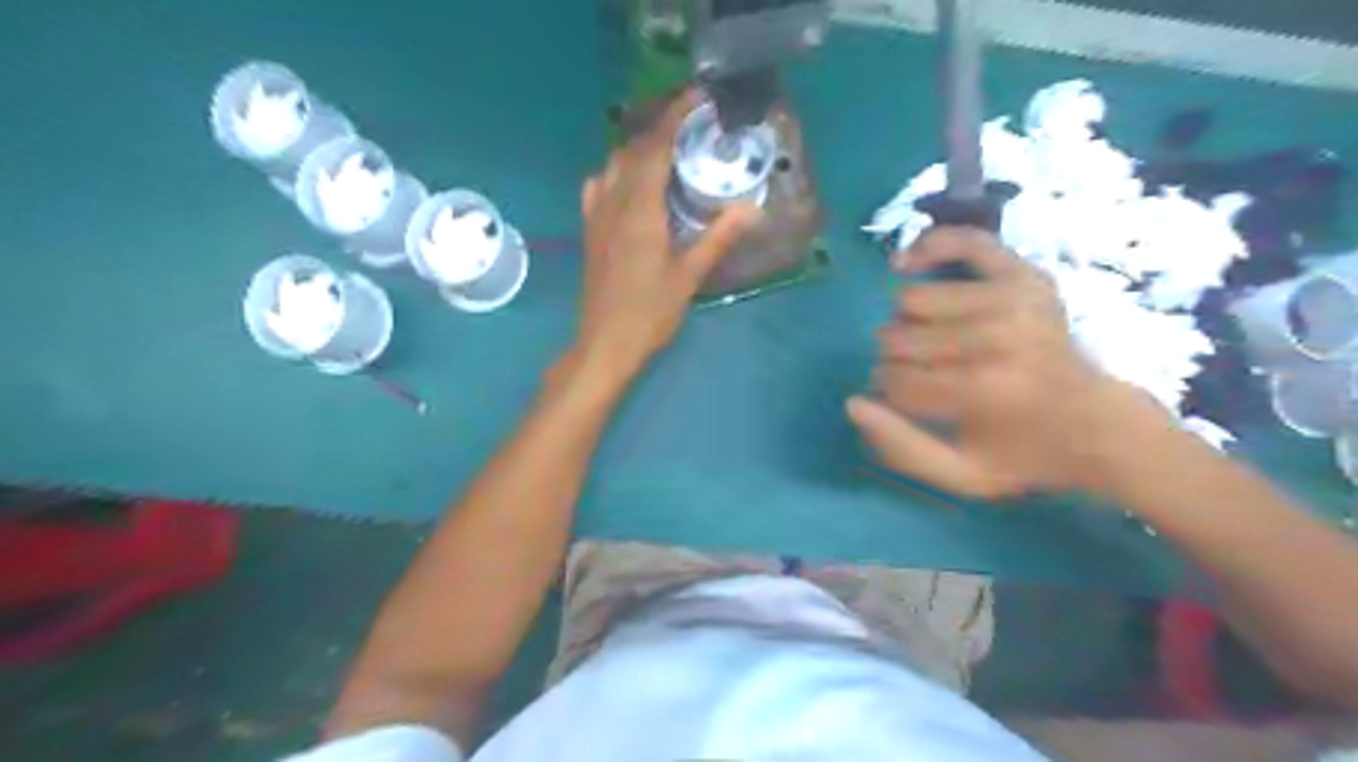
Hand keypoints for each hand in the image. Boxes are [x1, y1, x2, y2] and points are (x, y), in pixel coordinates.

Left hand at [576, 92, 759, 374]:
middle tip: (691, 126)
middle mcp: (613, 203)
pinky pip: (598, 186)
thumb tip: (752, 208)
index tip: (697, 97)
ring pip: (613, 165)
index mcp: (640, 211)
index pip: (655, 148)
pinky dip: (616, 172)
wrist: (604, 343)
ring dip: (638, 148)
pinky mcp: (590, 231)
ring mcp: (597, 216)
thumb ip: (717, 237)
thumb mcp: (689, 276)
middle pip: (633, 149)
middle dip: (660, 128)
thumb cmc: (649, 313)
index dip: (675, 116)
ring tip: (667, 152)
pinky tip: (631, 183)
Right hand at [845, 225, 1166, 499]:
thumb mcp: (962, 477)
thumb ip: (900, 449)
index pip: (894, 381)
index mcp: (985, 391)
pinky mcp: (1024, 273)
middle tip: (926, 376)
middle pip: (896, 339)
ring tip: (934, 342)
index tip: (911, 405)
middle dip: (897, 362)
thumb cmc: (1022, 454)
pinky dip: (926, 247)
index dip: (889, 396)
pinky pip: (961, 240)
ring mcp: (1014, 298)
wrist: (1097, 422)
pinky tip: (907, 264)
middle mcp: (999, 337)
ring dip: (909, 326)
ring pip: (910, 300)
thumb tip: (852, 402)